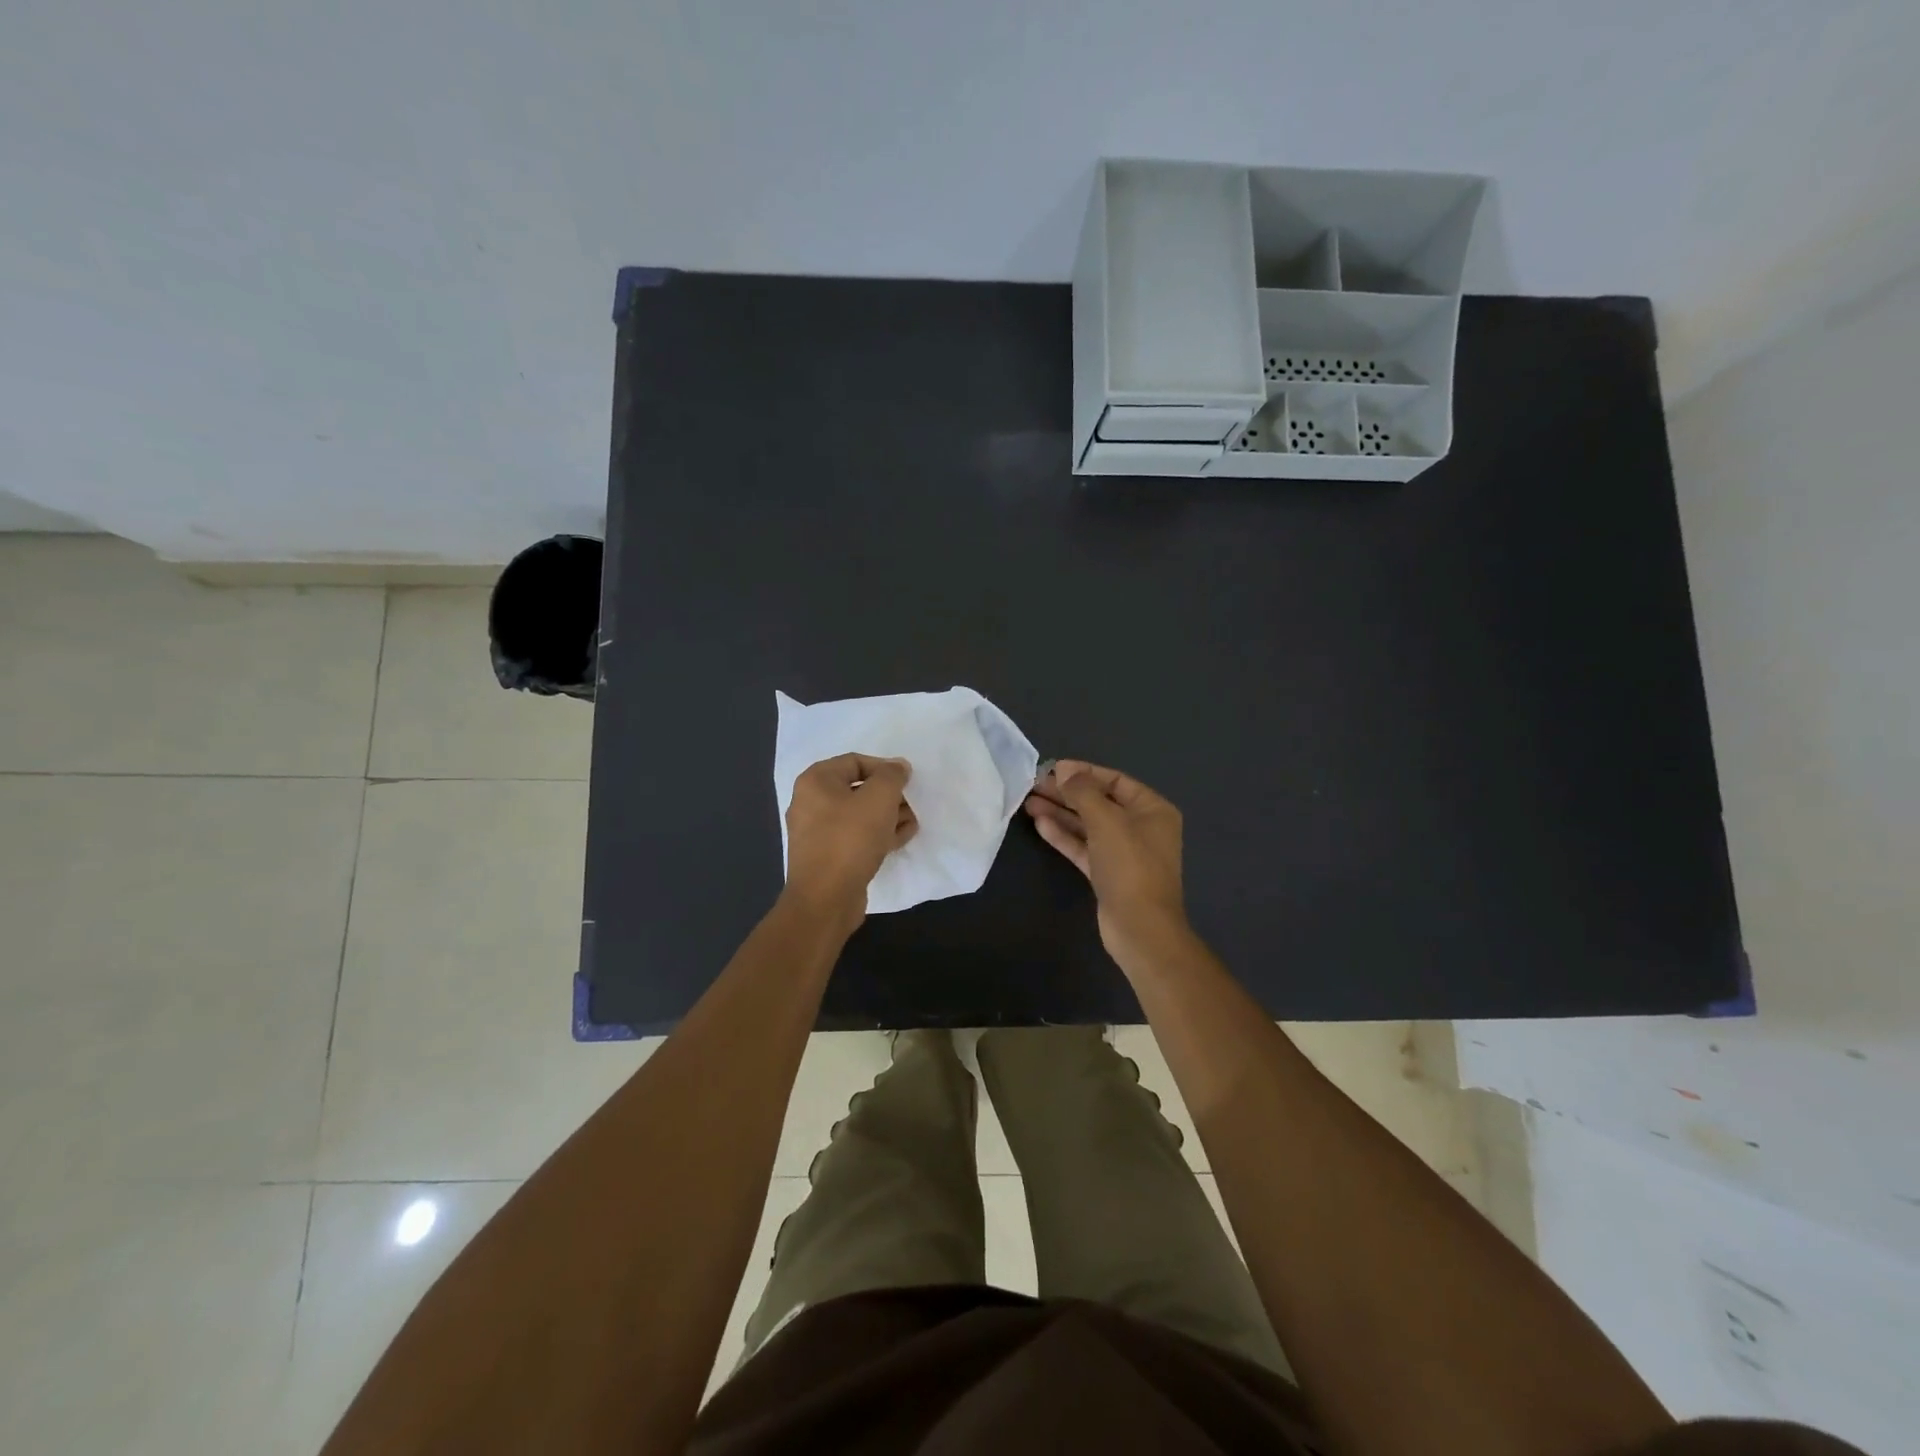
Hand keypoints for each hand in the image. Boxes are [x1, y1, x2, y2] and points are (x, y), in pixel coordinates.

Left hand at [783, 753, 916, 928]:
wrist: (825, 899)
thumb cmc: (850, 839)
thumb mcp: (879, 798)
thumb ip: (892, 776)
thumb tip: (898, 767)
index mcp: (816, 781)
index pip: (855, 762)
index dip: (885, 768)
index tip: (908, 781)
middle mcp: (811, 802)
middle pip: (858, 789)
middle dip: (889, 795)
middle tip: (912, 804)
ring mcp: (817, 832)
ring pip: (859, 815)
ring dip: (887, 816)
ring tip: (912, 822)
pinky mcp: (827, 856)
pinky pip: (855, 837)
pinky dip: (877, 835)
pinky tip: (901, 838)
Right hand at [1024, 760, 1190, 970]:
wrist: (1140, 928)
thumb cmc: (1130, 866)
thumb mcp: (1106, 820)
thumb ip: (1083, 792)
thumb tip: (1065, 770)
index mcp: (1152, 809)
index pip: (1115, 780)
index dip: (1084, 772)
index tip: (1053, 769)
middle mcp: (1141, 827)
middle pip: (1099, 802)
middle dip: (1067, 793)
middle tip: (1034, 785)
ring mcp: (1124, 853)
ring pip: (1088, 825)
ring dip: (1060, 813)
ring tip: (1029, 802)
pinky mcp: (1107, 874)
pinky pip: (1084, 847)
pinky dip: (1064, 835)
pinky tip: (1040, 824)